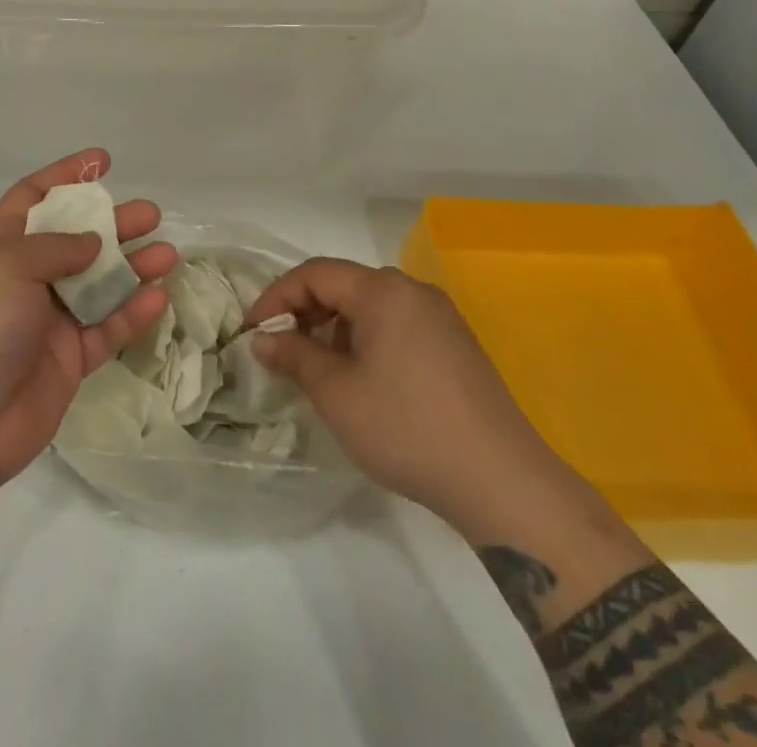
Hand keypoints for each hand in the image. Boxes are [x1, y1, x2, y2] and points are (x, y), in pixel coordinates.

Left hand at [0, 150, 176, 494]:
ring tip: (168, 252)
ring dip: (133, 266)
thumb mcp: (6, 267)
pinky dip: (132, 312)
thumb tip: (92, 242)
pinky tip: (157, 297)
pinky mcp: (70, 359)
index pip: (33, 198)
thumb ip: (56, 247)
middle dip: (113, 223)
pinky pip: (107, 327)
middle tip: (150, 213)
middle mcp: (25, 279)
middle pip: (76, 239)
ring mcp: (49, 320)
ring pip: (99, 283)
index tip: (103, 162)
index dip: (65, 175)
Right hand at [246, 259, 581, 528]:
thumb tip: (264, 340)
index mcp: (384, 290)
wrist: (502, 482)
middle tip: (281, 351)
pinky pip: (397, 326)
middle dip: (306, 313)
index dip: (277, 297)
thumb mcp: (337, 393)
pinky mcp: (456, 345)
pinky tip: (363, 381)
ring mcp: (440, 317)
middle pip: (345, 285)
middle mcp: (413, 291)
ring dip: (336, 329)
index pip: (315, 274)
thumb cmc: (407, 429)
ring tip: (319, 371)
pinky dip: (367, 341)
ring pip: (371, 307)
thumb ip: (295, 356)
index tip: (253, 331)